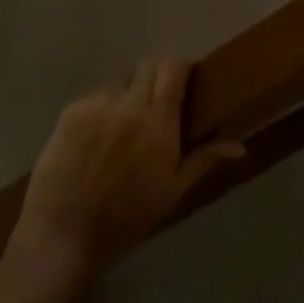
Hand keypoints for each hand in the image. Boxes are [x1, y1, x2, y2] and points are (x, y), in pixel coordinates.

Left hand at [7, 59, 244, 291]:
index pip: (173, 67)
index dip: (180, 68)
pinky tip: (94, 142)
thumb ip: (203, 160)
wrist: (64, 235)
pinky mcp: (70, 111)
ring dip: (126, 99)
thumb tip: (239, 146)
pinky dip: (100, 112)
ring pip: (119, 85)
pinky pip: (94, 99)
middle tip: (154, 109)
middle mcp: (129, 104)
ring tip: (120, 132)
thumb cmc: (126, 219)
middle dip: (155, 81)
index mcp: (158, 123)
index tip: (183, 82)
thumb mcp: (172, 193)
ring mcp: (96, 105)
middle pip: (147, 67)